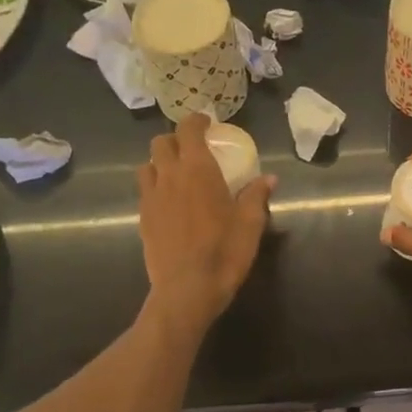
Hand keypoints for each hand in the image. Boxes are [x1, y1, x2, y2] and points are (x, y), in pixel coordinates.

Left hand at [138, 114, 274, 330]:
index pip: (189, 130)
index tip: (207, 123)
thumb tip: (269, 179)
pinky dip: (156, 187)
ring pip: (147, 165)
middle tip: (192, 149)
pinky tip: (170, 202)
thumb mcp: (250, 224)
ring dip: (160, 162)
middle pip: (161, 143)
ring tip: (177, 174)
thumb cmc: (224, 252)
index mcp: (198, 170)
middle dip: (176, 139)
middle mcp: (169, 176)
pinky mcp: (143, 218)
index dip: (196, 121)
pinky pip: (145, 191)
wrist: (186, 290)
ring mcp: (151, 197)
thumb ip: (256, 196)